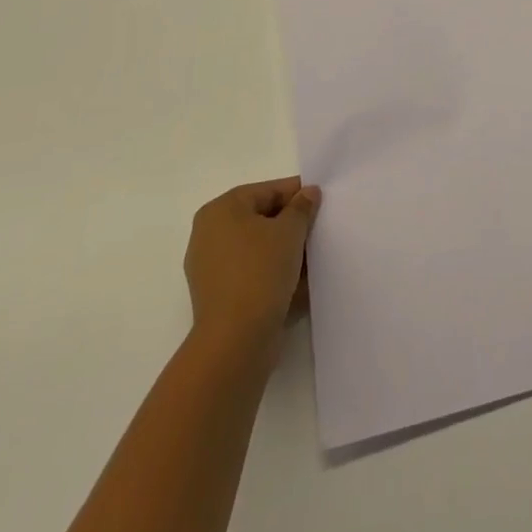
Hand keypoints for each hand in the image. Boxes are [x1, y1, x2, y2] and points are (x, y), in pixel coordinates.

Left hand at [184, 177, 321, 357]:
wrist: (236, 340)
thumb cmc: (260, 271)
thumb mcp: (290, 231)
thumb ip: (301, 207)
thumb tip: (308, 194)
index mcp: (221, 210)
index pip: (267, 191)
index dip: (297, 194)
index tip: (322, 201)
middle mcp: (209, 234)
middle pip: (260, 218)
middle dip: (291, 224)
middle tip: (319, 229)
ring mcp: (210, 267)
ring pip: (256, 248)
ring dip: (283, 250)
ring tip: (312, 257)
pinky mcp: (217, 296)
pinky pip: (250, 272)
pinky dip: (272, 272)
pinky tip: (298, 281)